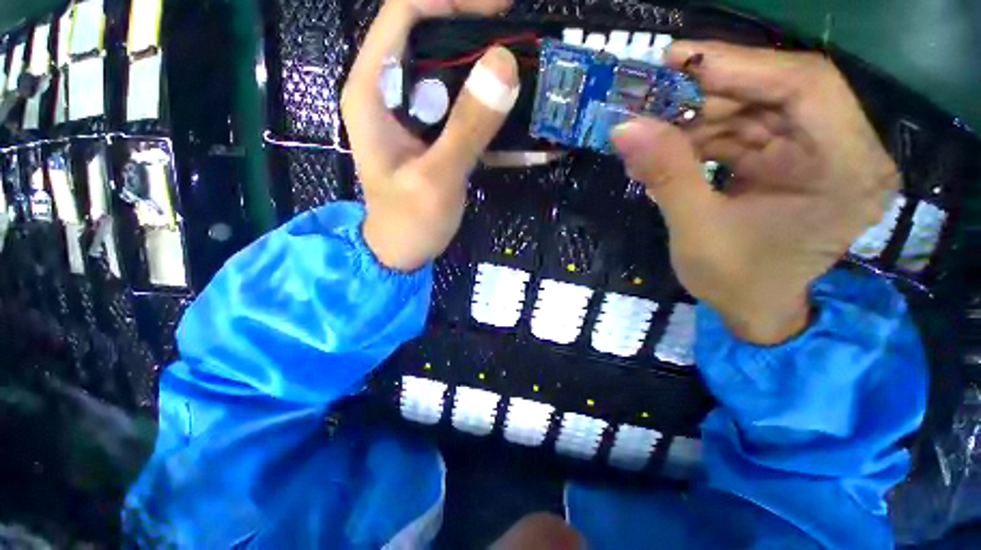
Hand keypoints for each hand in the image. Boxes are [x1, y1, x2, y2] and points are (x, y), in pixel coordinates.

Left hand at [341, 0, 518, 270]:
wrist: (402, 250)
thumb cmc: (410, 222)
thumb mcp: (437, 179)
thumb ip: (467, 127)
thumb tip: (504, 65)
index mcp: (372, 91)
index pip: (405, 14)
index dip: (452, 0)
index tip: (502, 11)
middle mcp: (387, 90)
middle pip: (430, 36)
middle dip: (476, 35)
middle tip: (522, 46)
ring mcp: (410, 111)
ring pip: (448, 70)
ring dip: (485, 72)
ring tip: (526, 78)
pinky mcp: (429, 131)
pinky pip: (458, 104)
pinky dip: (485, 106)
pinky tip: (513, 114)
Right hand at [612, 42, 898, 343]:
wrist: (753, 310)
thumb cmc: (736, 283)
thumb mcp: (696, 232)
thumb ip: (666, 176)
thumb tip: (624, 128)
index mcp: (846, 170)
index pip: (806, 86)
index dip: (740, 63)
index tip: (677, 59)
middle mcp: (845, 151)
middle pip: (779, 92)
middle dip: (710, 94)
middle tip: (652, 102)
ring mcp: (818, 154)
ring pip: (756, 109)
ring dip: (699, 119)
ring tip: (651, 136)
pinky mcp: (791, 161)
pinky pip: (745, 132)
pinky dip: (703, 137)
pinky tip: (668, 151)